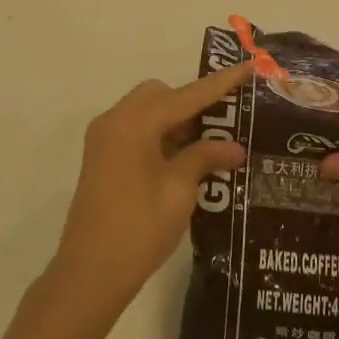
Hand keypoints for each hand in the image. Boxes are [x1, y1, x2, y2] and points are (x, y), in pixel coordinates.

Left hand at [46, 64, 251, 322]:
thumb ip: (205, 158)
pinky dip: (159, 134)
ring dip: (176, 120)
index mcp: (134, 124)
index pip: (186, 95)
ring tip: (209, 147)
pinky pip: (135, 129)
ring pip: (147, 111)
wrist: (89, 272)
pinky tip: (183, 159)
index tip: (249, 66)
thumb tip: (235, 147)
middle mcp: (114, 121)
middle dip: (193, 103)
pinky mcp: (102, 157)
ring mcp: (104, 139)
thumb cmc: (139, 230)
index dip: (220, 83)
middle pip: (160, 95)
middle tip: (223, 126)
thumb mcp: (179, 191)